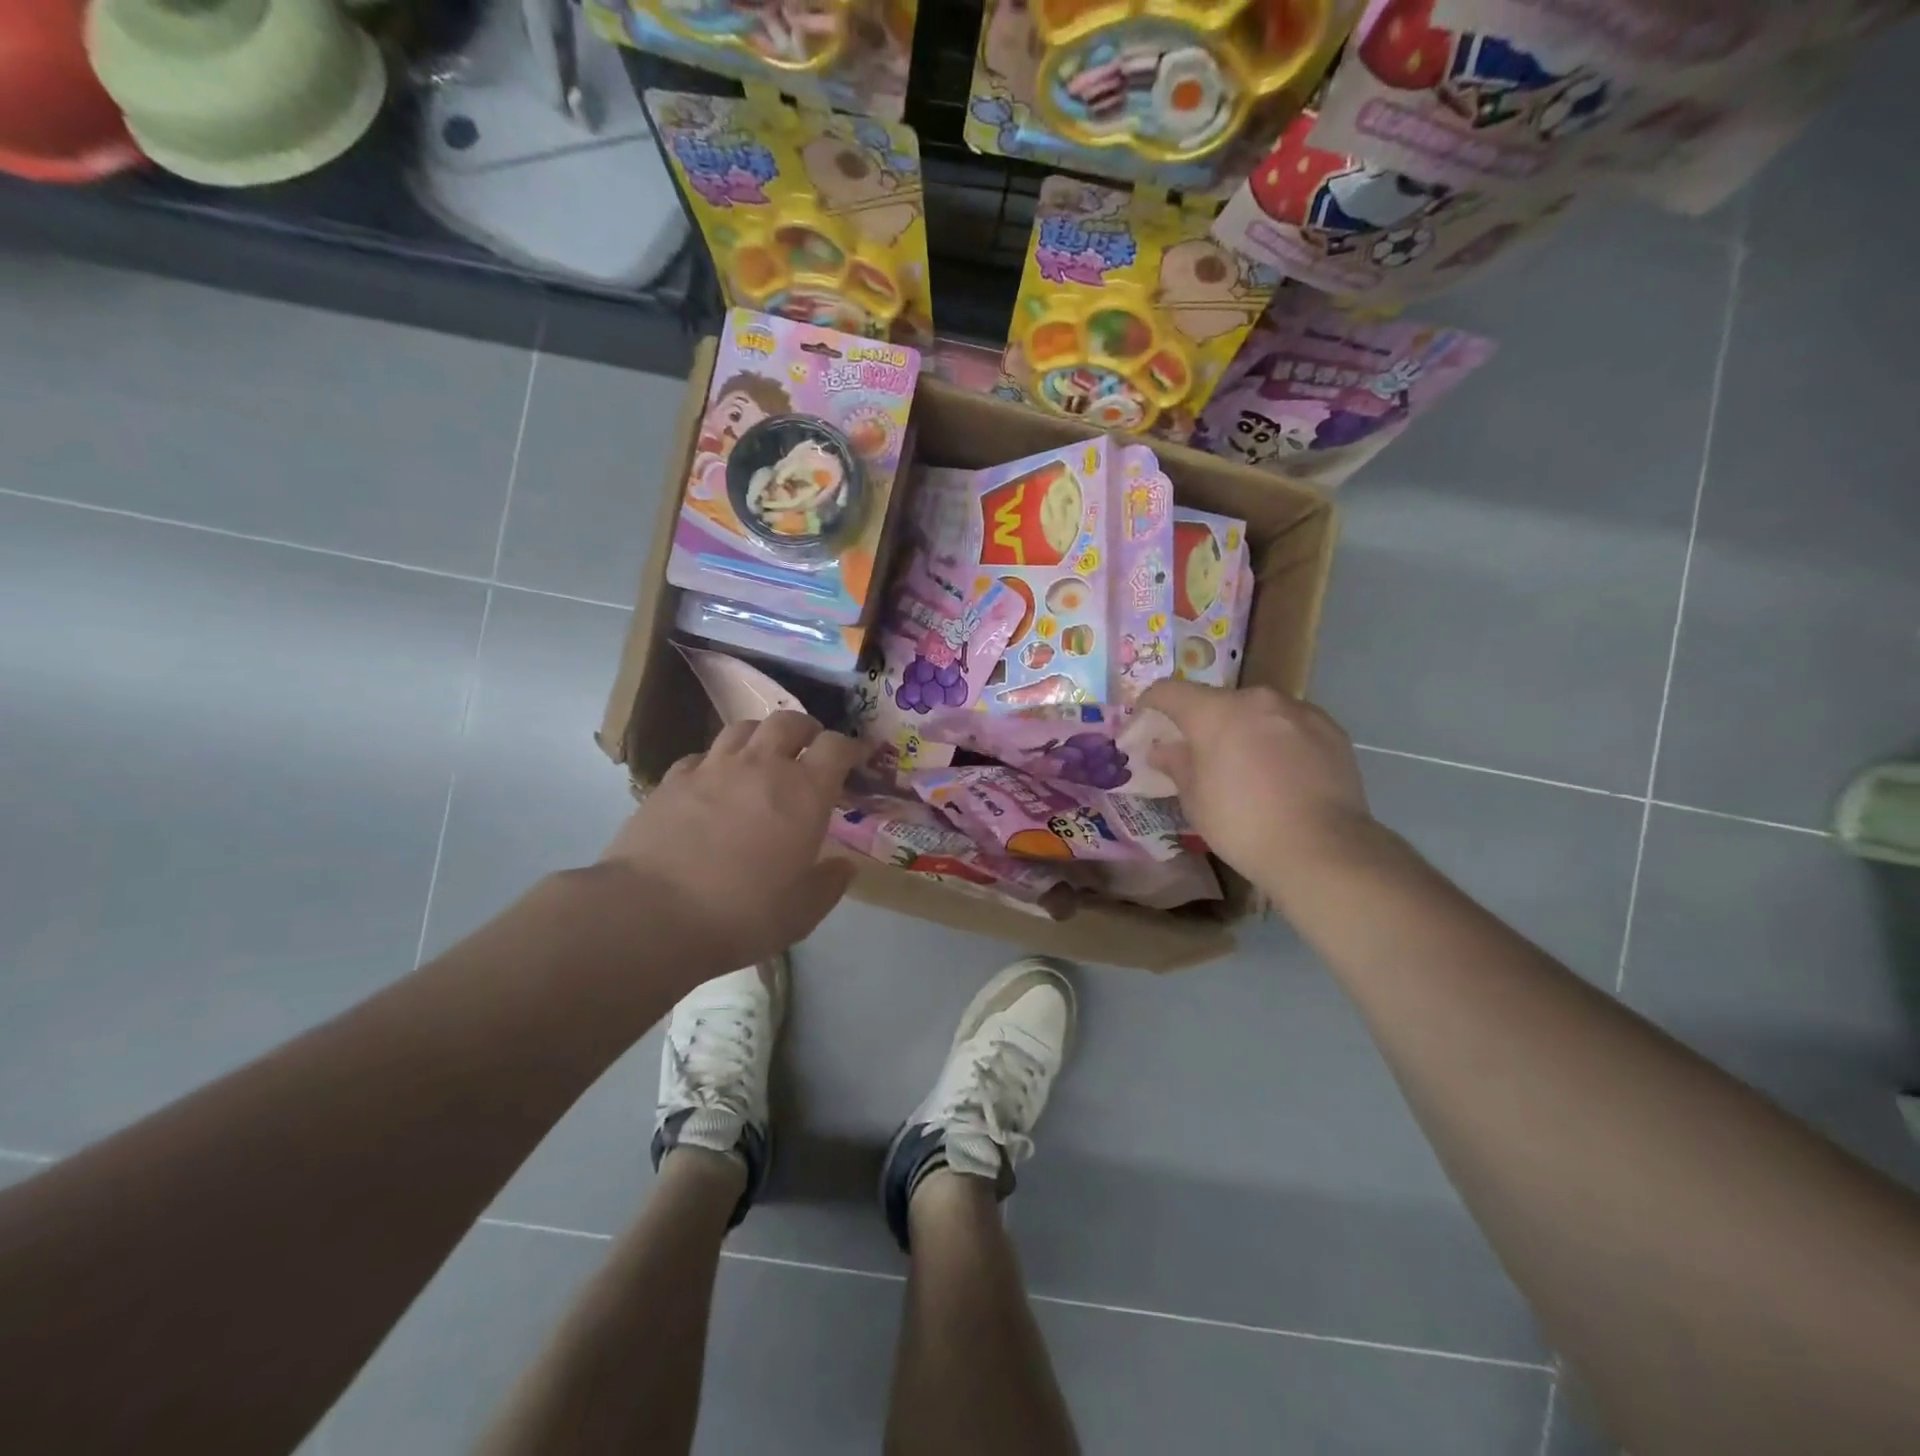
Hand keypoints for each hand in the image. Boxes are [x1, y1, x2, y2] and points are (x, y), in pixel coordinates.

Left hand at [596, 712, 863, 976]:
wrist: (652, 913)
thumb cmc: (742, 913)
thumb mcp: (802, 912)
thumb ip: (829, 884)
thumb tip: (843, 867)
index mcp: (805, 792)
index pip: (837, 747)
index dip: (852, 748)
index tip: (858, 759)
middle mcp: (762, 766)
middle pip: (790, 722)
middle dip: (807, 731)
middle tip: (810, 751)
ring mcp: (713, 767)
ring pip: (744, 728)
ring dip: (762, 737)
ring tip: (762, 758)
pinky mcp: (673, 779)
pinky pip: (702, 755)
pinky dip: (717, 761)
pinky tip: (713, 783)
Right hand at [1140, 681, 1373, 887]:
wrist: (1322, 849)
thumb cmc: (1243, 825)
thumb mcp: (1195, 801)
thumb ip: (1177, 765)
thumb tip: (1163, 749)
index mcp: (1215, 713)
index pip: (1171, 691)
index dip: (1152, 702)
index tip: (1146, 718)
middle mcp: (1257, 699)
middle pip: (1219, 701)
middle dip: (1205, 722)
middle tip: (1202, 755)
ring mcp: (1299, 711)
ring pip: (1259, 712)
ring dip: (1246, 729)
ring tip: (1248, 766)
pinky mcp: (1331, 729)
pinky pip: (1292, 725)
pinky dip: (1280, 739)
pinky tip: (1284, 772)